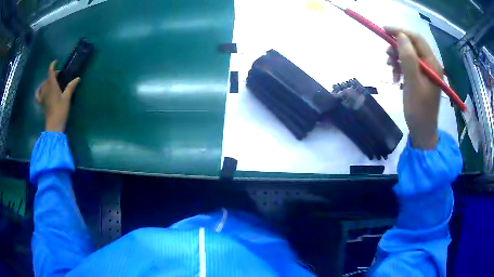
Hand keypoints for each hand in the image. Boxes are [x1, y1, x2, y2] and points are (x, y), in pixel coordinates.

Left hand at [36, 61, 79, 132]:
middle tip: (59, 76)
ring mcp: (43, 97)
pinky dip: (39, 91)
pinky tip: (41, 91)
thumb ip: (71, 87)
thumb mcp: (67, 98)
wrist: (53, 126)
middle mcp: (46, 89)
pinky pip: (38, 95)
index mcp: (52, 85)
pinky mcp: (42, 103)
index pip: (51, 71)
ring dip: (47, 82)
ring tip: (52, 83)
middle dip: (53, 74)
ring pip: (43, 85)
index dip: (53, 65)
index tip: (57, 62)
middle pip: (48, 78)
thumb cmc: (60, 111)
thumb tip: (77, 78)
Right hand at [384, 27, 441, 148]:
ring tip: (390, 69)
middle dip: (397, 47)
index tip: (384, 30)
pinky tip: (396, 76)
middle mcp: (431, 64)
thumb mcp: (412, 84)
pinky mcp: (422, 77)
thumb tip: (400, 36)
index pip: (416, 39)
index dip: (400, 32)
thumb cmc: (419, 110)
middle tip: (386, 56)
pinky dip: (400, 67)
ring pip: (409, 54)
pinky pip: (409, 64)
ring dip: (397, 58)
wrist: (422, 131)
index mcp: (432, 65)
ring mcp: (427, 71)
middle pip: (412, 45)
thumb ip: (408, 58)